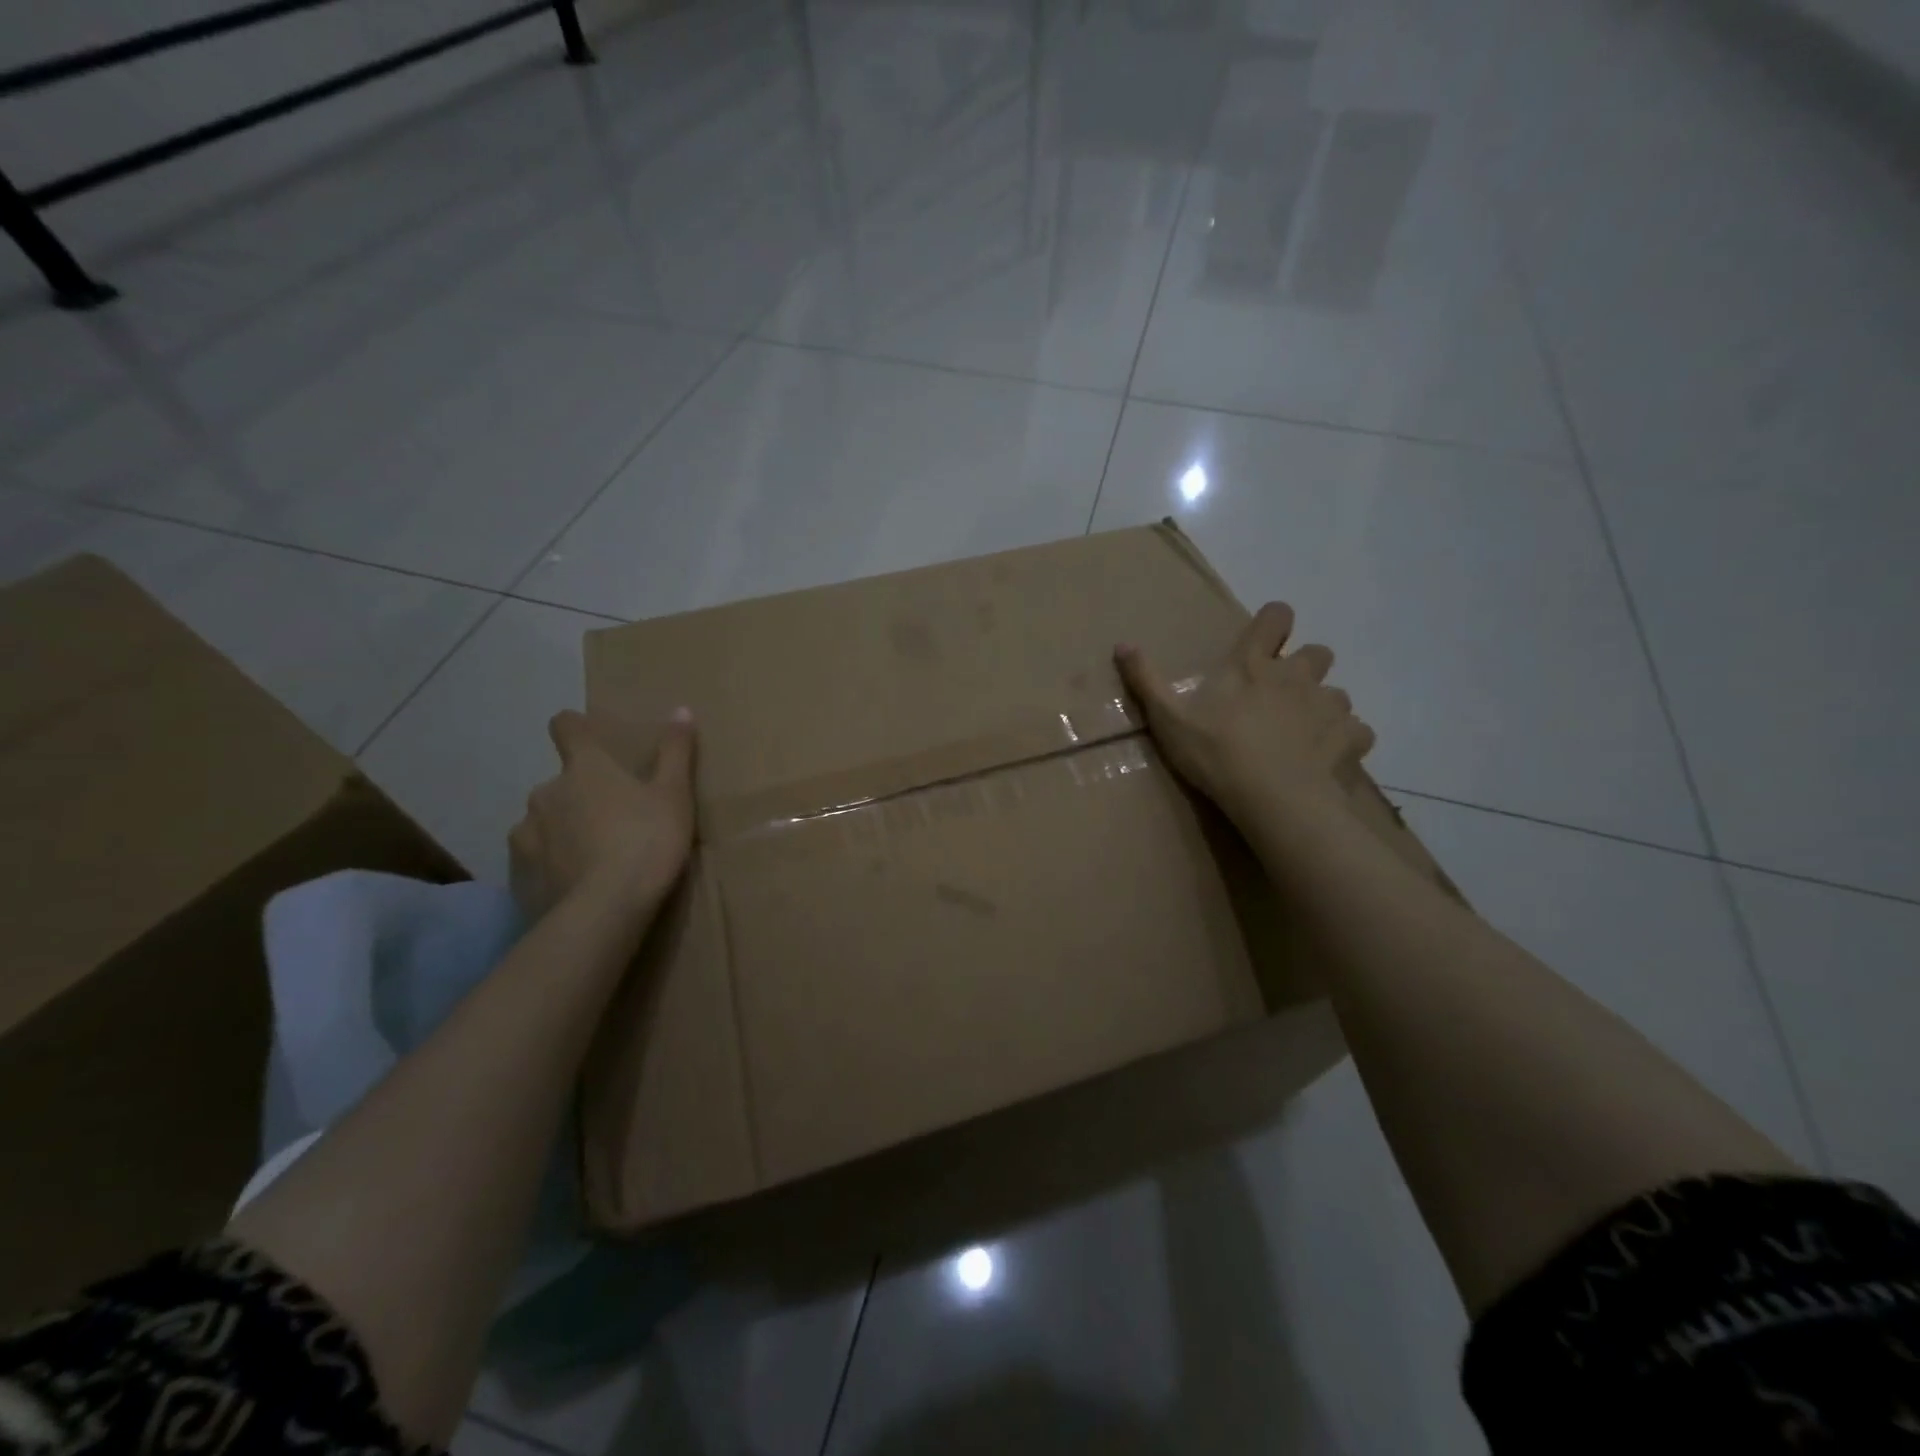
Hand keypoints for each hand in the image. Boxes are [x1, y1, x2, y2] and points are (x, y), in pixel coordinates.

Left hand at [509, 708, 696, 926]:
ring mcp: (526, 835)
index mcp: (585, 768)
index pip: (566, 729)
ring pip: (543, 822)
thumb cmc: (647, 841)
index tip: (584, 734)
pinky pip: (536, 859)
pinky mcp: (520, 875)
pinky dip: (552, 864)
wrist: (606, 910)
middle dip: (579, 795)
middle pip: (559, 783)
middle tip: (612, 818)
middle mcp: (545, 793)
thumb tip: (681, 709)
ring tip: (592, 856)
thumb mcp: (674, 795)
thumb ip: (675, 752)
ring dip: (562, 830)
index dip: (574, 727)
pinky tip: (576, 882)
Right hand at [1115, 602, 1373, 825]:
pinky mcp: (1350, 738)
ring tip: (1302, 734)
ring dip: (1322, 707)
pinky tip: (1325, 758)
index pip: (1276, 617)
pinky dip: (1344, 740)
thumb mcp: (1168, 719)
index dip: (1274, 622)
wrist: (1273, 798)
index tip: (1265, 640)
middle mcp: (1297, 675)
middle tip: (1281, 696)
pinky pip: (1356, 731)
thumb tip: (1122, 643)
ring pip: (1337, 694)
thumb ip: (1145, 680)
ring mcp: (1329, 706)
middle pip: (1319, 652)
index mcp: (1253, 665)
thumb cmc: (1216, 753)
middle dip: (1305, 667)